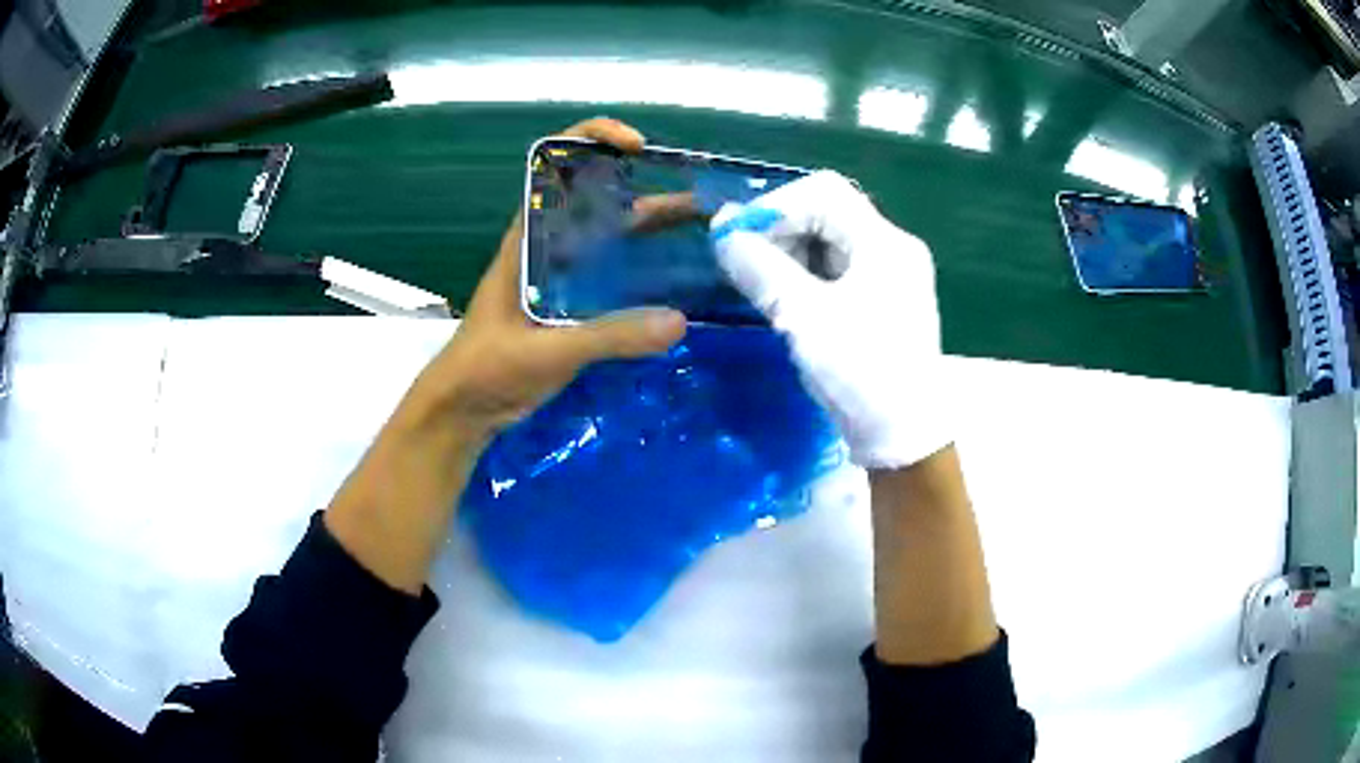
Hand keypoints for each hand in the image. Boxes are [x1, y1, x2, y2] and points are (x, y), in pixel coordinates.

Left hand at [325, 118, 684, 593]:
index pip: (558, 165)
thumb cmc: (487, 367)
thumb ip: (608, 337)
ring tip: (703, 232)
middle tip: (701, 202)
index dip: (595, 140)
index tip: (638, 147)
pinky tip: (677, 283)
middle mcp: (548, 244)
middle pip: (599, 199)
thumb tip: (678, 322)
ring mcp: (561, 275)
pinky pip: (612, 275)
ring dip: (652, 229)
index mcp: (530, 235)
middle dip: (647, 189)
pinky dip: (643, 270)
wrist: (462, 410)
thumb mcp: (545, 350)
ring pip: (609, 237)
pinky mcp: (571, 307)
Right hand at [710, 171, 948, 468]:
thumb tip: (721, 227)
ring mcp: (892, 275)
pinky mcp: (884, 300)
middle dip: (781, 230)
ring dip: (791, 253)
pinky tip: (787, 299)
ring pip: (831, 241)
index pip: (823, 192)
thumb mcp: (803, 318)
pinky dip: (807, 274)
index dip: (775, 206)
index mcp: (885, 243)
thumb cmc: (861, 374)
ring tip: (762, 284)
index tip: (737, 237)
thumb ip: (760, 267)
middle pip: (828, 213)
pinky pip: (839, 268)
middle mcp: (893, 249)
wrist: (905, 438)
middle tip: (747, 263)